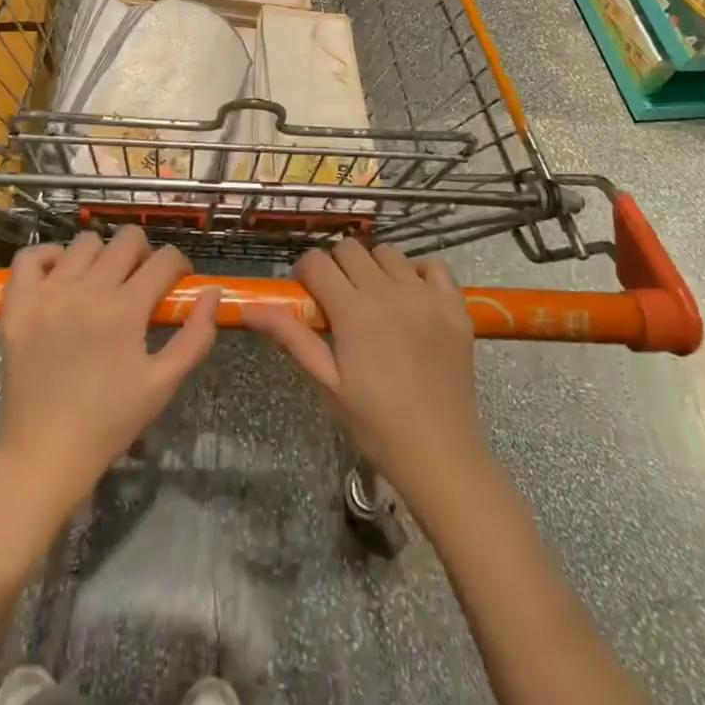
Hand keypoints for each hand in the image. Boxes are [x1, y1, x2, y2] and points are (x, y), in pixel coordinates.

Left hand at [0, 227, 219, 506]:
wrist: (44, 454)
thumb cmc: (109, 421)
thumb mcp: (164, 383)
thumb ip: (196, 336)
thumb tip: (212, 292)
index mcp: (126, 309)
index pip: (165, 259)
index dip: (179, 265)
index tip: (177, 282)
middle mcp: (87, 290)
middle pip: (127, 239)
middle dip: (144, 254)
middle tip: (141, 282)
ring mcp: (48, 294)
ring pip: (84, 242)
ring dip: (102, 255)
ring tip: (101, 282)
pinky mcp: (18, 305)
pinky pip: (30, 256)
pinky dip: (49, 257)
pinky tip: (61, 277)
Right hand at [242, 240, 487, 508]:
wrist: (441, 454)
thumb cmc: (376, 425)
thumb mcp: (327, 383)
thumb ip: (291, 337)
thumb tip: (250, 309)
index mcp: (353, 310)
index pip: (317, 262)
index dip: (305, 273)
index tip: (307, 295)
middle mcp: (389, 291)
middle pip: (350, 249)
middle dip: (336, 267)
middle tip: (338, 300)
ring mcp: (426, 295)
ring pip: (388, 252)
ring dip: (374, 267)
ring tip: (375, 299)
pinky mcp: (455, 305)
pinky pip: (433, 265)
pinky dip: (418, 272)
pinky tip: (412, 297)